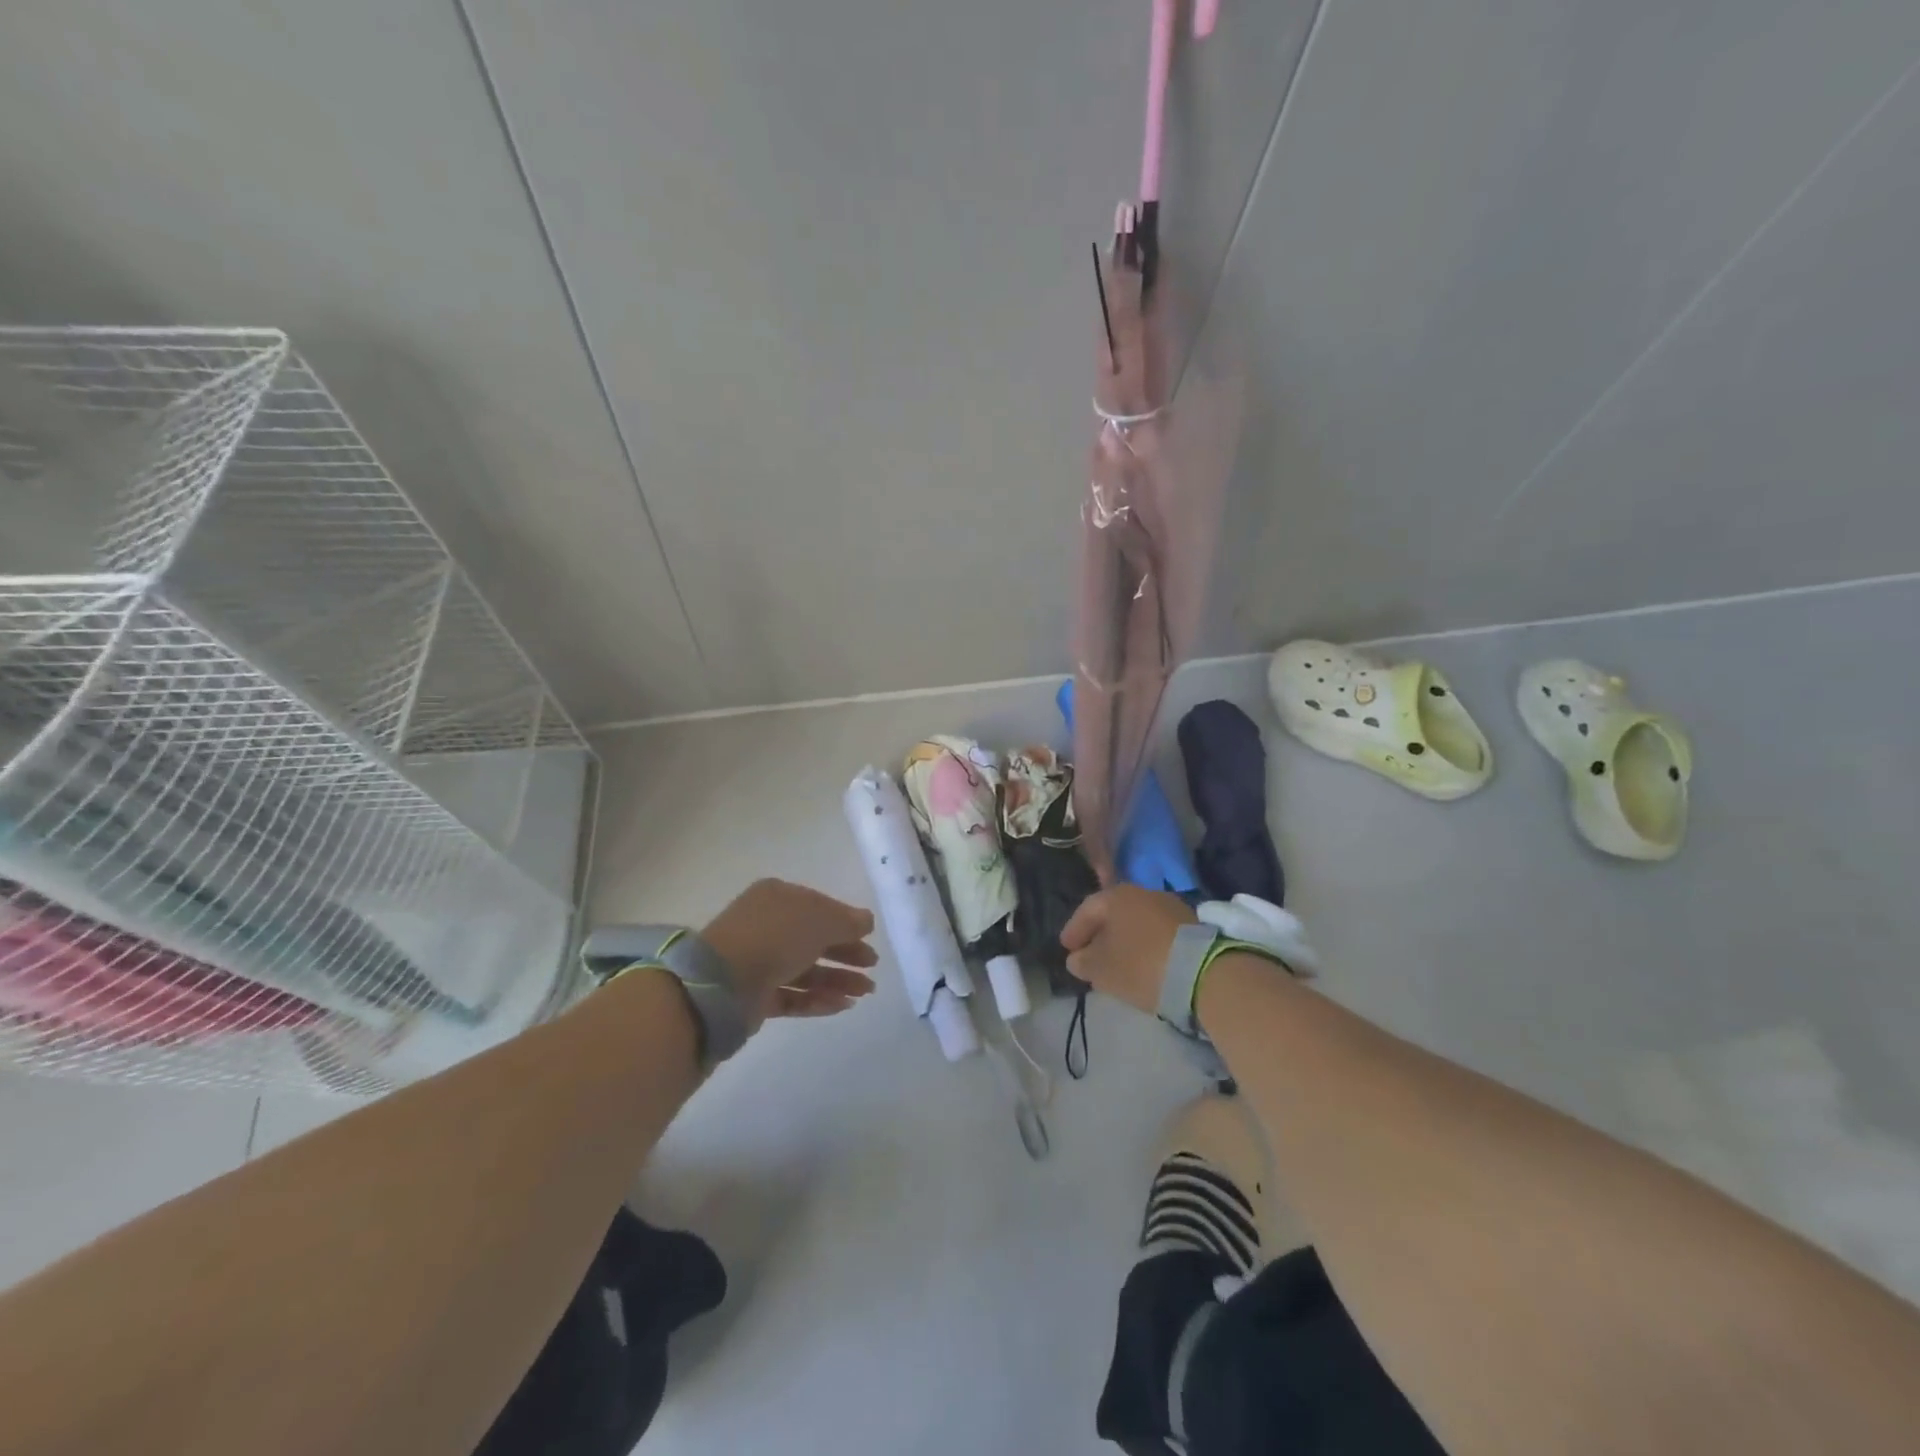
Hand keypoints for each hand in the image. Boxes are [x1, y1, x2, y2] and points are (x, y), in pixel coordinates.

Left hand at [701, 879, 877, 1033]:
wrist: (722, 983)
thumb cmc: (776, 937)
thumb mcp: (820, 920)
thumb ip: (848, 921)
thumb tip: (867, 920)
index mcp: (778, 898)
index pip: (819, 907)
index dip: (846, 922)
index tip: (869, 937)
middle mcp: (767, 926)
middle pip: (814, 939)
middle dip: (846, 953)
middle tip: (871, 966)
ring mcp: (759, 962)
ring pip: (805, 970)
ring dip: (837, 979)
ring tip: (865, 992)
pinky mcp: (755, 996)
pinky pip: (793, 995)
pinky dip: (818, 1000)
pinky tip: (842, 1005)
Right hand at [1059, 884, 1196, 1014]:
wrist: (1203, 973)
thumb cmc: (1140, 965)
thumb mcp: (1102, 969)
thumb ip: (1083, 961)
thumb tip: (1077, 958)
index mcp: (1116, 896)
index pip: (1086, 910)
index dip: (1074, 930)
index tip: (1066, 949)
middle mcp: (1142, 892)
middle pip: (1113, 913)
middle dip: (1099, 934)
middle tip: (1089, 955)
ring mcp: (1170, 906)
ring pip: (1136, 922)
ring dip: (1124, 939)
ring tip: (1117, 962)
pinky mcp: (1191, 924)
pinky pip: (1157, 932)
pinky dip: (1145, 944)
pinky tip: (1143, 962)